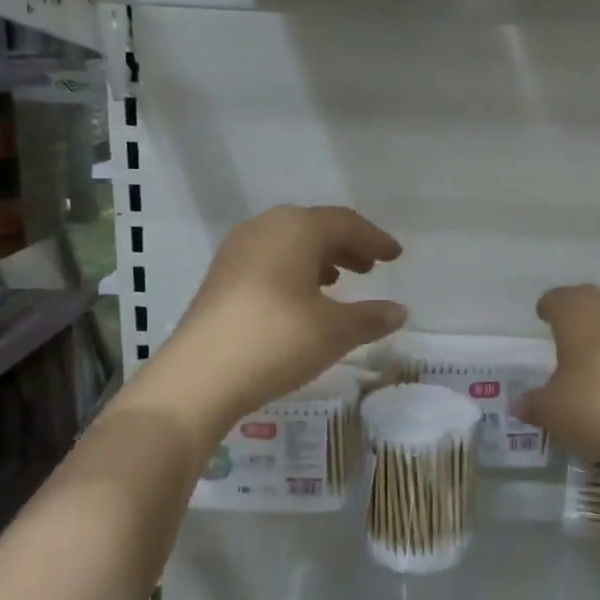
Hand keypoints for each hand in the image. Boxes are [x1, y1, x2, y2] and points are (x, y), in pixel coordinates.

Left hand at [143, 206, 406, 427]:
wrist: (199, 376)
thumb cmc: (277, 340)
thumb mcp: (335, 331)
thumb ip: (371, 317)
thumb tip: (399, 312)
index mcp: (296, 228)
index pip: (346, 223)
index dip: (374, 240)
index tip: (395, 255)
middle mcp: (265, 227)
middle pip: (315, 228)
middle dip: (347, 246)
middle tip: (371, 267)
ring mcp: (237, 250)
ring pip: (290, 244)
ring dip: (320, 258)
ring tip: (340, 282)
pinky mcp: (221, 276)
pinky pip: (269, 260)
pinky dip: (294, 271)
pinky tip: (302, 299)